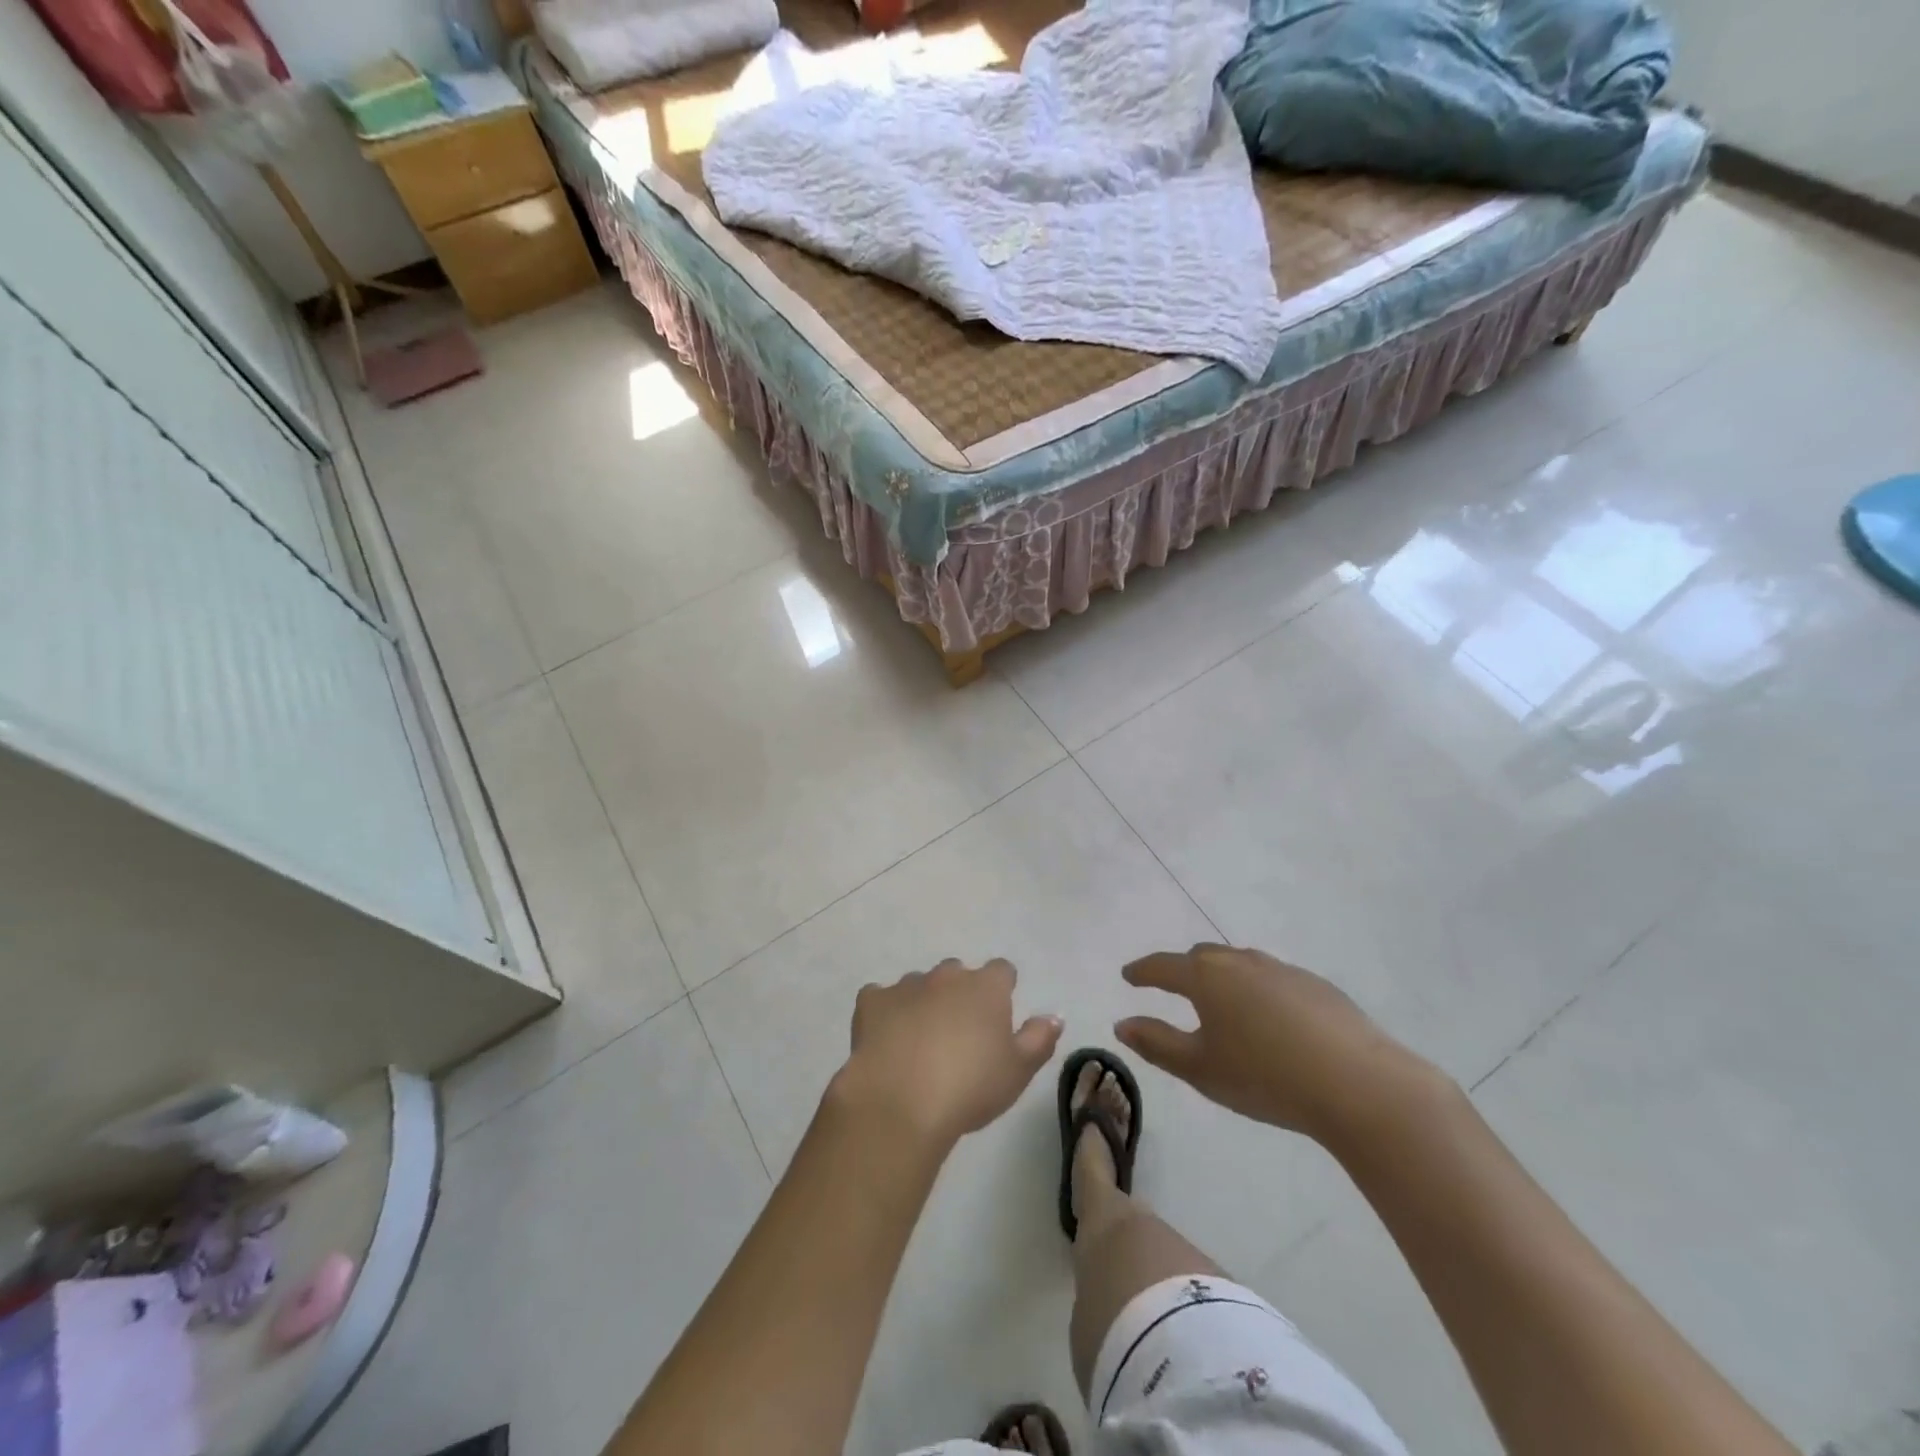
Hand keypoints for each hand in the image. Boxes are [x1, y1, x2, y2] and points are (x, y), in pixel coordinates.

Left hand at [833, 958, 1062, 1147]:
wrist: (900, 1101)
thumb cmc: (969, 1087)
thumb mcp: (1018, 1071)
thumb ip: (1039, 1039)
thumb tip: (1054, 1016)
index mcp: (985, 987)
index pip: (1002, 971)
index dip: (1002, 989)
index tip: (999, 1015)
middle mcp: (947, 976)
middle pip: (958, 973)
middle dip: (960, 994)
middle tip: (960, 1033)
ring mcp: (906, 986)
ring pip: (919, 984)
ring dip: (924, 1002)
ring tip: (921, 1042)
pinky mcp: (872, 1002)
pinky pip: (880, 997)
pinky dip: (885, 1011)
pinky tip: (885, 1038)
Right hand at [1116, 943, 1432, 1144]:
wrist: (1359, 1084)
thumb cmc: (1265, 1076)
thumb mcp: (1200, 1069)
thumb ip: (1157, 1043)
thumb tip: (1122, 1023)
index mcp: (1207, 977)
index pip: (1163, 966)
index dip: (1142, 971)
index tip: (1128, 976)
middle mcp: (1241, 962)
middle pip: (1202, 957)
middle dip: (1182, 969)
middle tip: (1172, 987)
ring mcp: (1283, 970)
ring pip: (1241, 965)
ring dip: (1223, 978)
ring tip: (1221, 1004)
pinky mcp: (1318, 986)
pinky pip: (1273, 980)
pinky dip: (1258, 992)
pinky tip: (1271, 1021)